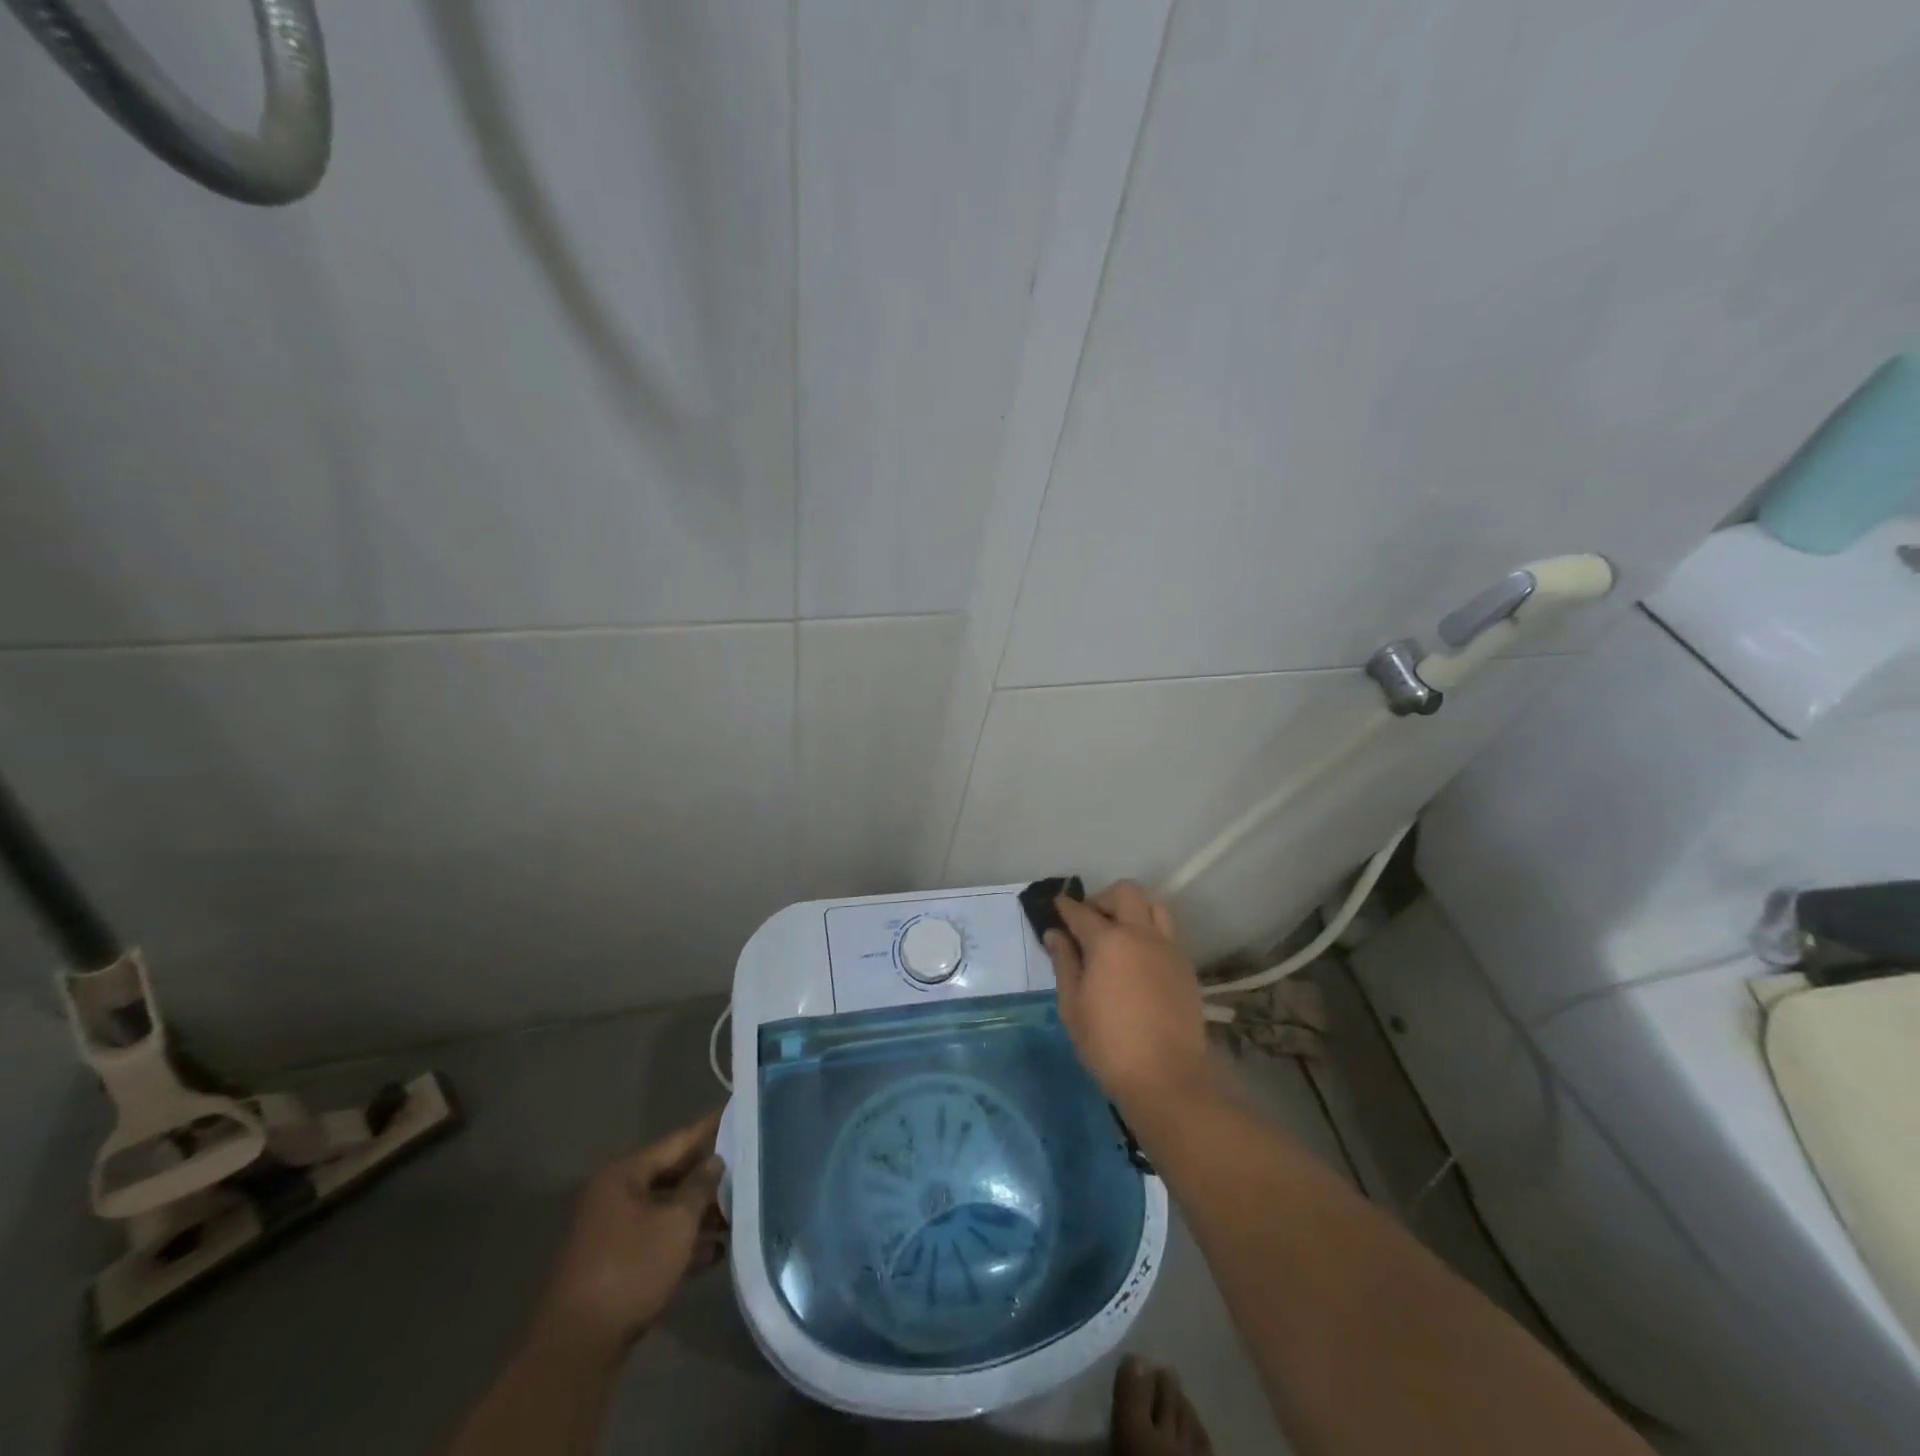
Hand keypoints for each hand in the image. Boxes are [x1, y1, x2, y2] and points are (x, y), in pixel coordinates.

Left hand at [529, 1110, 727, 1362]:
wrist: (579, 1348)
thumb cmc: (631, 1269)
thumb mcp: (676, 1223)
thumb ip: (700, 1187)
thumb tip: (715, 1160)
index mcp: (623, 1176)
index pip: (676, 1142)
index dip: (709, 1129)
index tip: (737, 1113)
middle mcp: (614, 1197)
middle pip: (671, 1176)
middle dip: (708, 1178)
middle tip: (746, 1167)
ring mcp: (612, 1233)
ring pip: (665, 1211)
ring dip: (699, 1214)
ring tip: (737, 1214)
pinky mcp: (616, 1266)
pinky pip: (656, 1241)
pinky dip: (682, 1243)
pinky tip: (715, 1252)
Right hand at [1046, 881, 1210, 1106]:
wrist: (1167, 1076)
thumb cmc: (1108, 1044)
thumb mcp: (1072, 1005)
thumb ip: (1064, 962)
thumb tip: (1055, 934)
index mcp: (1108, 941)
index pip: (1081, 911)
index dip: (1065, 906)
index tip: (1056, 906)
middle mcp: (1141, 934)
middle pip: (1125, 892)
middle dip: (1102, 898)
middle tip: (1088, 921)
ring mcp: (1168, 947)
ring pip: (1153, 904)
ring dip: (1132, 908)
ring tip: (1118, 932)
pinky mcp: (1185, 965)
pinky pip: (1166, 931)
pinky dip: (1149, 931)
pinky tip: (1137, 957)